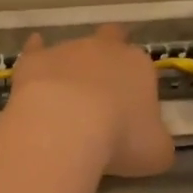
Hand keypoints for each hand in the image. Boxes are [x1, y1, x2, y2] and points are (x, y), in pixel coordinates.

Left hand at [6, 26, 175, 177]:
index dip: (137, 86)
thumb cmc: (120, 139)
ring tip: (66, 99)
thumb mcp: (156, 152)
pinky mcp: (35, 60)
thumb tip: (153, 144)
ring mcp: (67, 50)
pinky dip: (37, 53)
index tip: (131, 110)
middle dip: (109, 56)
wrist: (66, 128)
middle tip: (103, 86)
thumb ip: (157, 143)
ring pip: (74, 50)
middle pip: (112, 40)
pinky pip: (36, 49)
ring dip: (73, 68)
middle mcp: (105, 49)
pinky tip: (35, 63)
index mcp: (140, 66)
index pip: (143, 67)